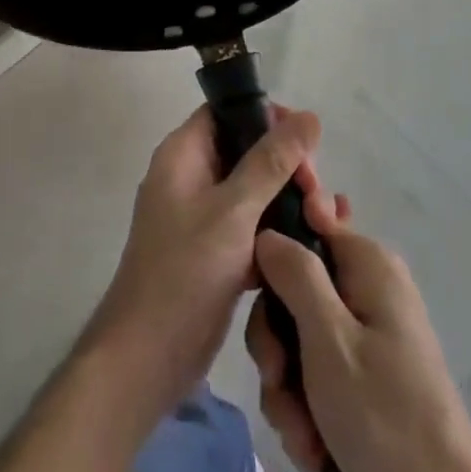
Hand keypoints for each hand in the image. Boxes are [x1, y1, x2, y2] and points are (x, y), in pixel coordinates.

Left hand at [82, 105, 327, 430]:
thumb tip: (309, 116)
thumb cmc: (184, 274)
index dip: (267, 117)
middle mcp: (191, 177)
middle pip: (247, 150)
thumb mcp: (233, 211)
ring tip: (324, 221)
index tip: (306, 142)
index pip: (227, 111)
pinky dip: (279, 231)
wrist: (146, 360)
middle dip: (287, 166)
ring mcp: (202, 217)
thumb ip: (271, 162)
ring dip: (288, 200)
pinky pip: (252, 226)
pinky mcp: (215, 252)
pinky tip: (315, 244)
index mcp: (183, 155)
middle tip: (317, 194)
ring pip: (254, 190)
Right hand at [250, 215, 470, 471]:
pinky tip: (313, 445)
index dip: (272, 251)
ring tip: (301, 432)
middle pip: (293, 289)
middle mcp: (367, 287)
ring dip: (288, 388)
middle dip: (277, 344)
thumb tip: (267, 230)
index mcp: (367, 263)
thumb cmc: (384, 415)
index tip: (252, 291)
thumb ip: (296, 274)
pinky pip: (314, 373)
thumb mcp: (329, 339)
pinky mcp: (362, 373)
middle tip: (278, 380)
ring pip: (297, 338)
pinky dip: (306, 409)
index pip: (306, 221)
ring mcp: (365, 332)